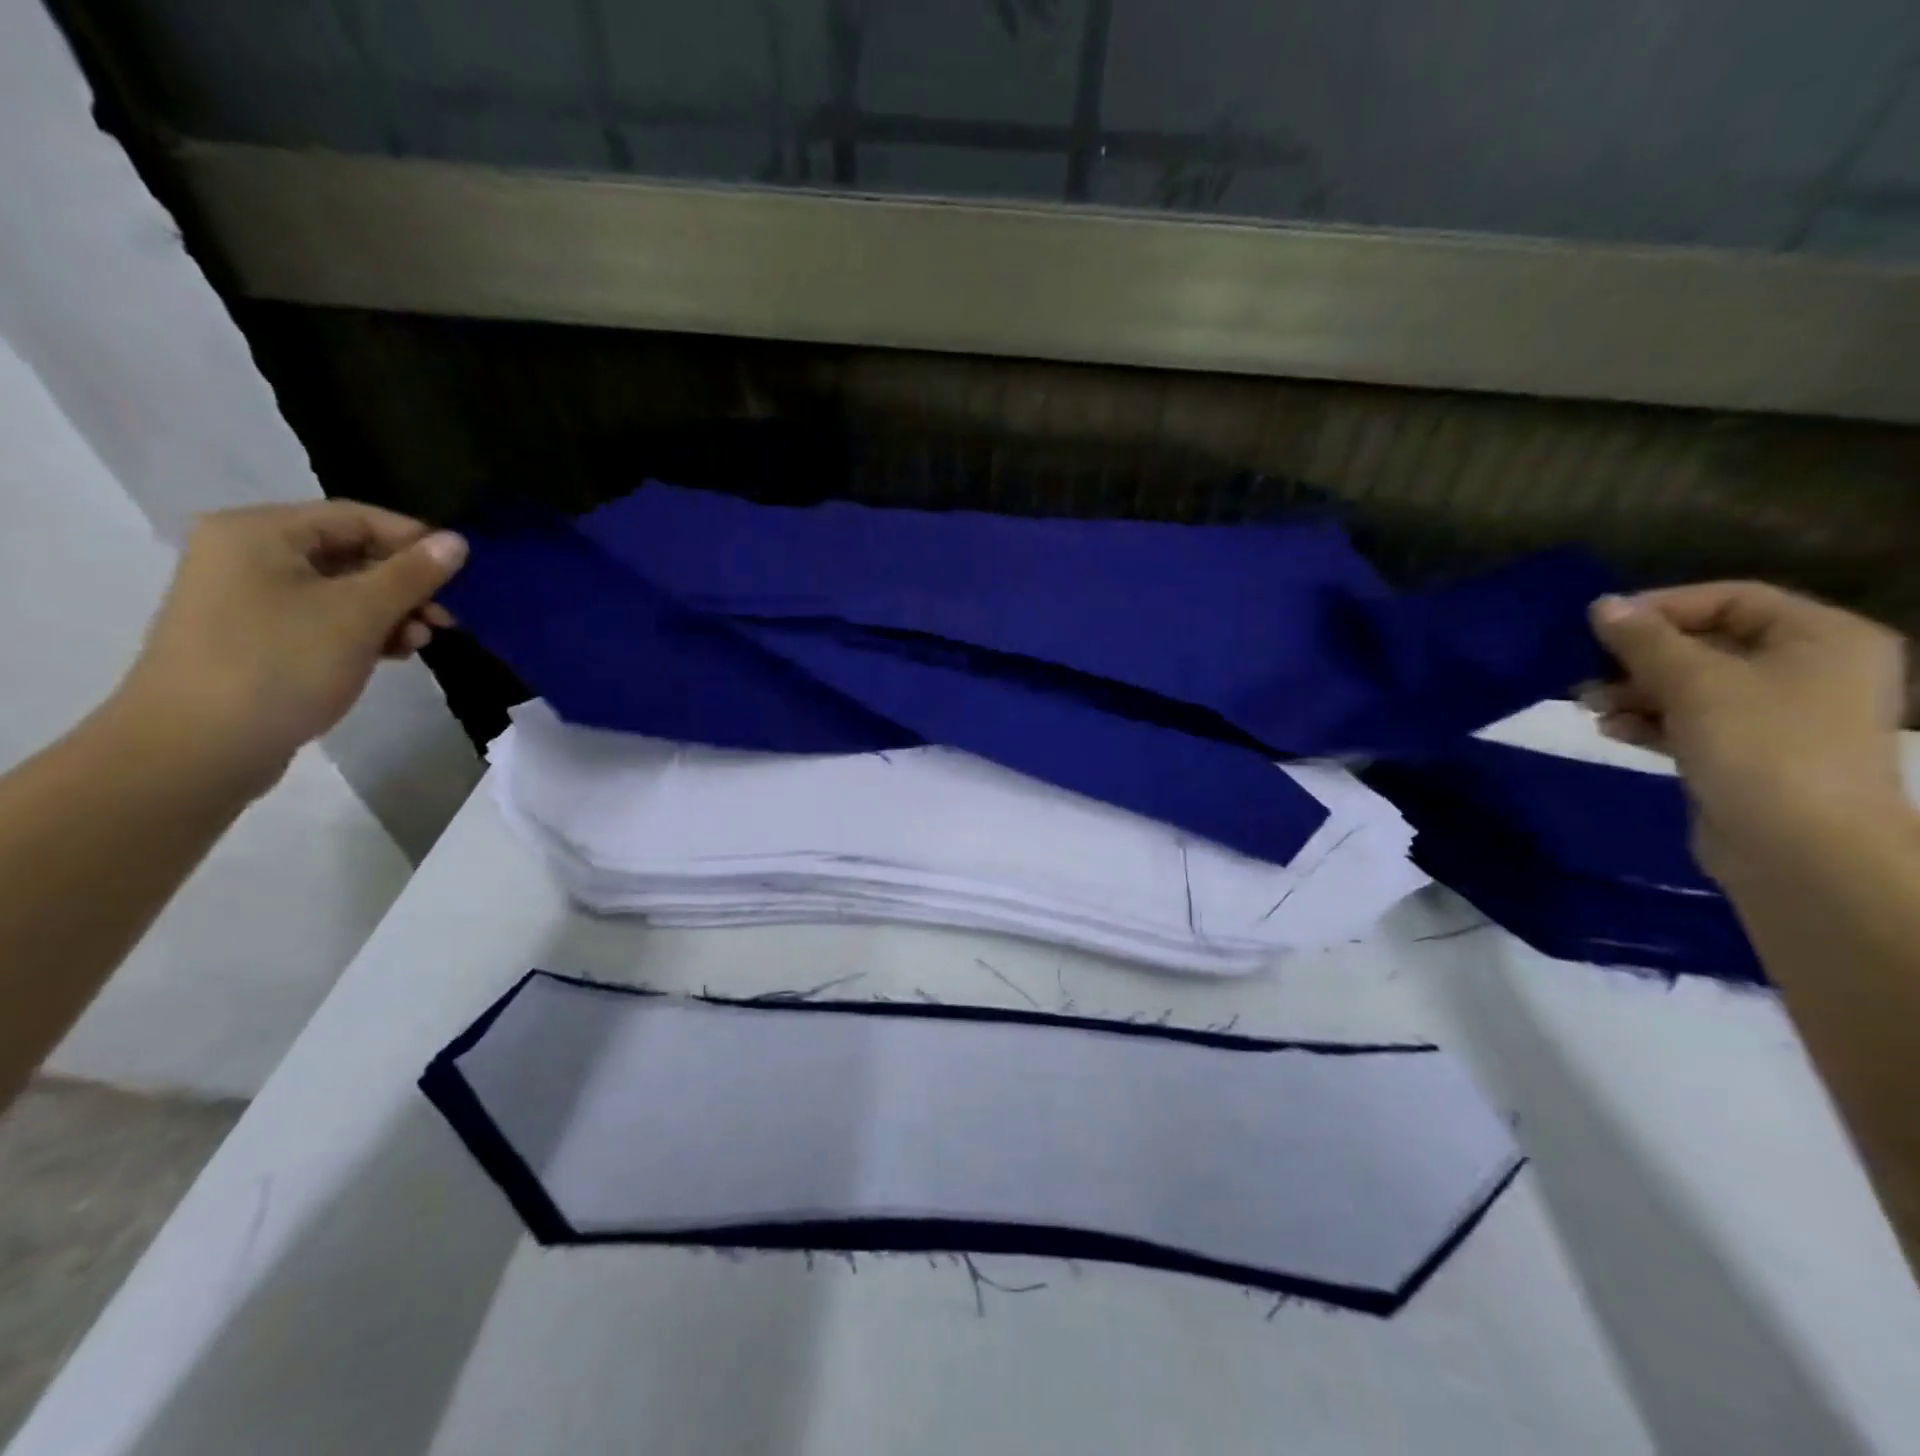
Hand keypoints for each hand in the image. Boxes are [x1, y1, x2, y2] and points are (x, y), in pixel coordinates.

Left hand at [113, 501, 467, 794]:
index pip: (357, 517)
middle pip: (351, 553)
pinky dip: (364, 631)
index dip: (415, 540)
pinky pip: (325, 618)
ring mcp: (248, 597)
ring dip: (391, 612)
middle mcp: (248, 553)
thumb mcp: (359, 614)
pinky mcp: (257, 636)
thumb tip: (458, 540)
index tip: (463, 575)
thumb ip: (412, 574)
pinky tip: (392, 654)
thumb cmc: (280, 664)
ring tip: (419, 642)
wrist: (199, 747)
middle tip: (446, 617)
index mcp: (260, 532)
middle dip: (406, 584)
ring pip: (342, 590)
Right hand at [1583, 583, 1906, 880]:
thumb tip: (1601, 605)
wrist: (1801, 850)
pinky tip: (1611, 730)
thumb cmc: (1761, 746)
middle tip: (1583, 673)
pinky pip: (1689, 722)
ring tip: (1590, 707)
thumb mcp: (1695, 682)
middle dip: (1638, 658)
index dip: (1661, 608)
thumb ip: (1644, 640)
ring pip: (1690, 686)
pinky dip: (1648, 721)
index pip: (1730, 599)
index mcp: (1822, 637)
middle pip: (1706, 644)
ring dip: (1633, 692)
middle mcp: (1809, 669)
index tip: (1598, 628)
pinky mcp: (1748, 753)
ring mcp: (1780, 715)